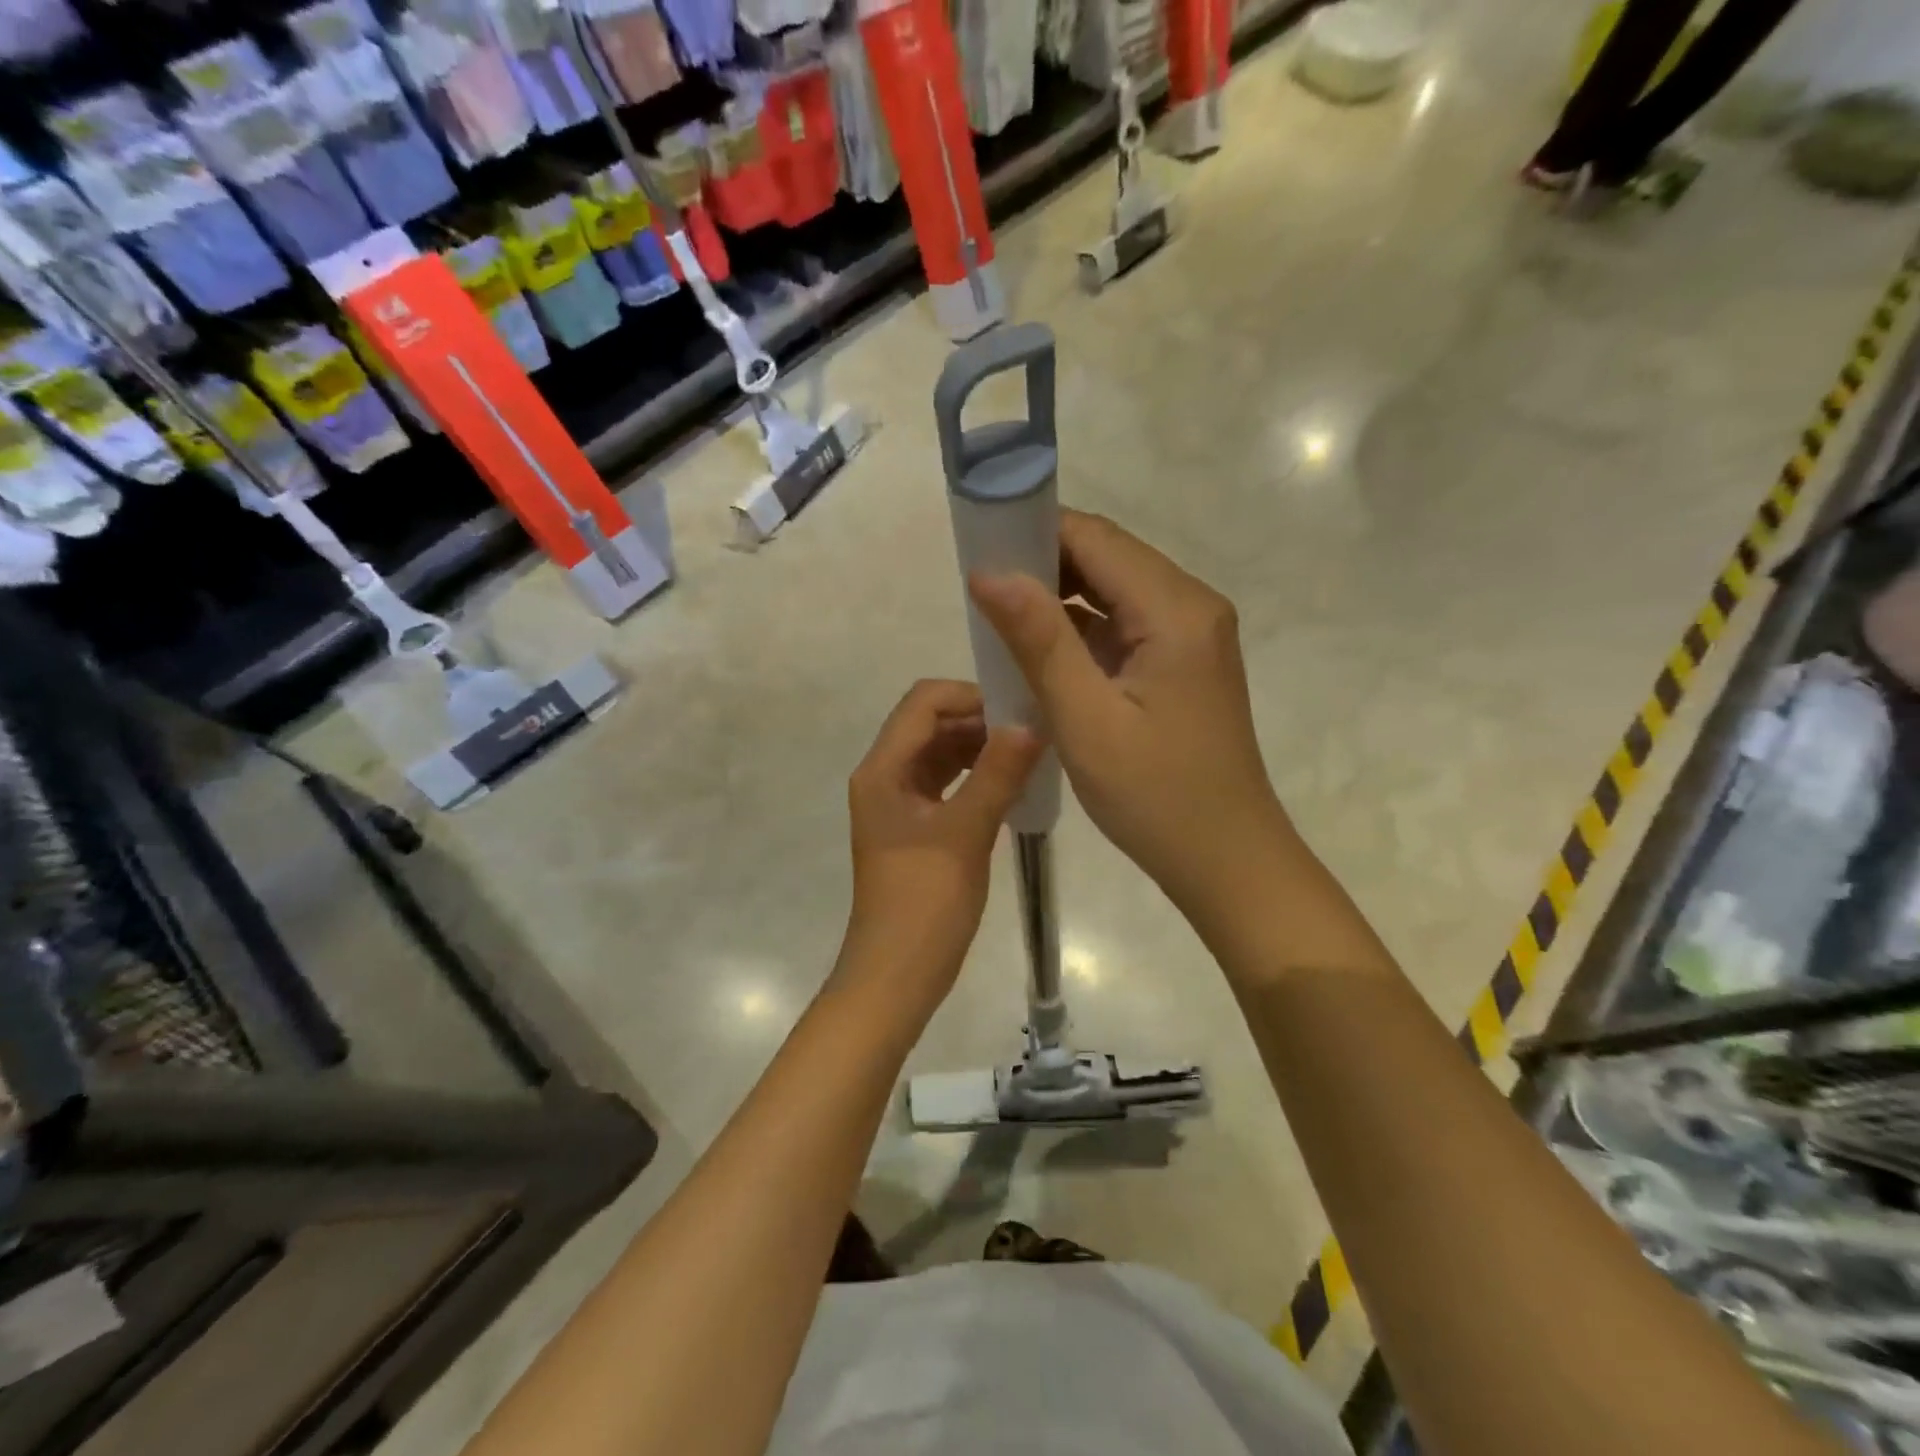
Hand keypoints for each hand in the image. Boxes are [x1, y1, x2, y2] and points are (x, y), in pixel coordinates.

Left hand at [839, 679, 1041, 1019]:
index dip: (970, 696)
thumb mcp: (965, 833)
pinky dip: (978, 776)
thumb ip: (997, 774)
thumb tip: (1030, 722)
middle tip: (1034, 731)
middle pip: (931, 725)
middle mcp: (886, 777)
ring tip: (1031, 755)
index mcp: (883, 770)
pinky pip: (948, 784)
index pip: (923, 703)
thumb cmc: (924, 903)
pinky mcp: (917, 827)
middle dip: (980, 720)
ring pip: (942, 754)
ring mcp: (900, 804)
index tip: (1019, 709)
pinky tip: (1013, 785)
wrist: (896, 975)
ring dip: (982, 748)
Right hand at [969, 511, 1285, 917]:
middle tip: (979, 590)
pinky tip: (1038, 651)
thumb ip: (1039, 640)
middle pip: (1106, 558)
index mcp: (1175, 609)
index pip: (1095, 539)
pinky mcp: (1180, 662)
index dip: (1033, 531)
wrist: (1225, 860)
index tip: (977, 548)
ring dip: (1057, 598)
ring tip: (998, 618)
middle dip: (1041, 564)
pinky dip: (1079, 631)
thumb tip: (989, 571)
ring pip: (1112, 592)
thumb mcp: (1086, 719)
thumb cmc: (1155, 796)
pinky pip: (1122, 626)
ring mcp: (1190, 634)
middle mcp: (1191, 605)